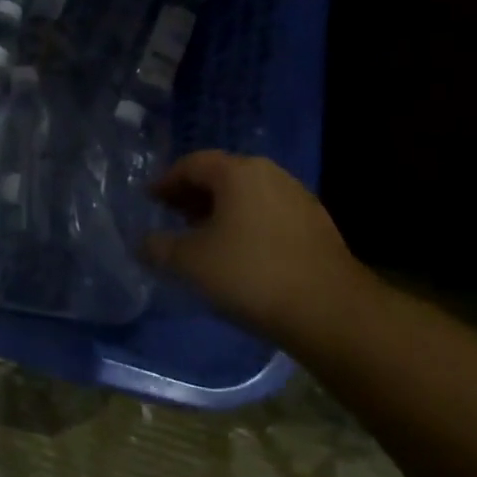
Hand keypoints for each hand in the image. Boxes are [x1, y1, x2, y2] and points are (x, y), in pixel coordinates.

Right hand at [146, 150, 368, 342]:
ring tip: (205, 238)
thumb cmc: (251, 275)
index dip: (166, 181)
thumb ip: (159, 248)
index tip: (150, 200)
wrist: (332, 312)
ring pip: (247, 195)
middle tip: (173, 217)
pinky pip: (269, 214)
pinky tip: (241, 254)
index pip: (191, 164)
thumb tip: (144, 243)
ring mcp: (298, 198)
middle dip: (194, 195)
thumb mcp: (190, 262)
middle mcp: (269, 174)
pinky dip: (247, 224)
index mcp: (237, 172)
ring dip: (222, 211)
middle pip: (221, 176)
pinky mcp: (317, 225)